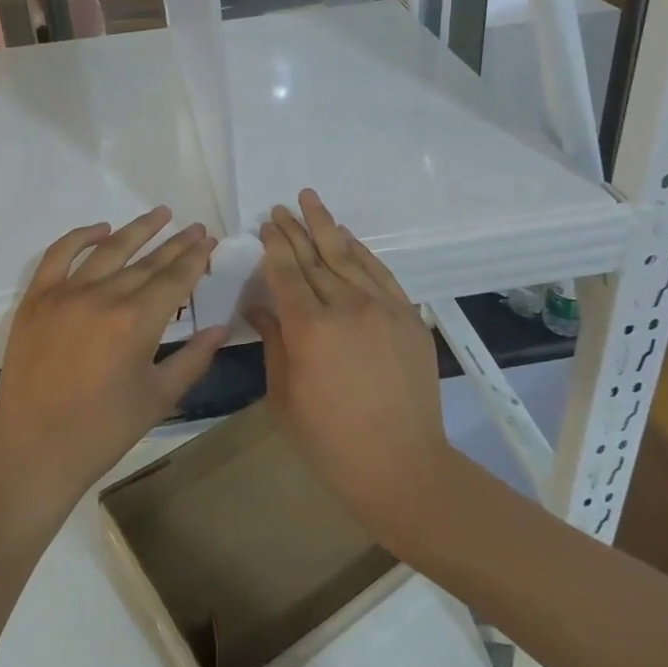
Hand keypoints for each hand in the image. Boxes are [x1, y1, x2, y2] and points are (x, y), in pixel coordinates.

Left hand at [0, 207, 227, 510]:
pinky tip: (100, 229)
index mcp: (137, 321)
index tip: (209, 241)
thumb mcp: (159, 398)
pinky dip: (80, 237)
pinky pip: (59, 255)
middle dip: (176, 243)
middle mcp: (103, 296)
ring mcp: (66, 293)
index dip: (195, 258)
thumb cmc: (103, 430)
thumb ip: (193, 358)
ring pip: (109, 249)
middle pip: (148, 261)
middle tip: (195, 228)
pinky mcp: (37, 299)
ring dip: (137, 229)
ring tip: (160, 214)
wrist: (35, 450)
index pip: (175, 278)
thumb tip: (220, 327)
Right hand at [250, 190, 451, 539]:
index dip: (274, 245)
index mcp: (308, 329)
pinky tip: (347, 236)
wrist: (402, 466)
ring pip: (348, 256)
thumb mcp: (284, 396)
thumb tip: (259, 306)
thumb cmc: (330, 441)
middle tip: (280, 206)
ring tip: (310, 200)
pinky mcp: (407, 316)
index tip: (266, 224)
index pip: (286, 272)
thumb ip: (273, 342)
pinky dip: (361, 251)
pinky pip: (381, 273)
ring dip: (326, 226)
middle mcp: (345, 307)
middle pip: (314, 257)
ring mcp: (382, 308)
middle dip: (294, 229)